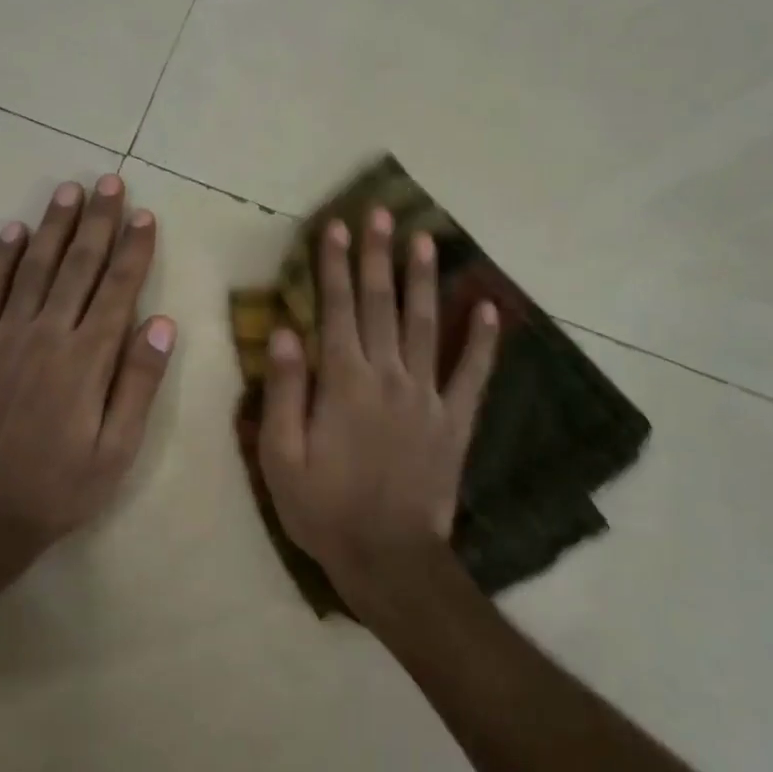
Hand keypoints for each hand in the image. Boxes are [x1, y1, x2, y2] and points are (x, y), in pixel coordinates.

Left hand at [0, 175, 175, 551]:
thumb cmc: (60, 487)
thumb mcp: (117, 449)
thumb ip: (139, 383)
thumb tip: (161, 323)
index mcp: (87, 358)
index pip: (118, 288)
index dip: (134, 249)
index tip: (144, 215)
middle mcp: (46, 335)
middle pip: (78, 266)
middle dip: (98, 221)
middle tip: (109, 181)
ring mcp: (2, 338)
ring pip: (34, 268)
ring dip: (54, 227)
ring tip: (69, 191)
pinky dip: (0, 259)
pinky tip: (13, 232)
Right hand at [258, 208, 499, 601]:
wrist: (389, 558)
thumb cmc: (324, 509)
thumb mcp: (281, 456)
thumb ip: (283, 391)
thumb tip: (285, 331)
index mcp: (343, 382)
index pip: (337, 309)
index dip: (334, 265)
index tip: (336, 227)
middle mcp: (388, 376)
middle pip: (381, 304)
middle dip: (378, 256)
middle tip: (381, 213)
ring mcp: (427, 396)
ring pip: (425, 325)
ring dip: (424, 280)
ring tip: (427, 240)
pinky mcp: (455, 421)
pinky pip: (473, 374)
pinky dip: (483, 341)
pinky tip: (491, 310)